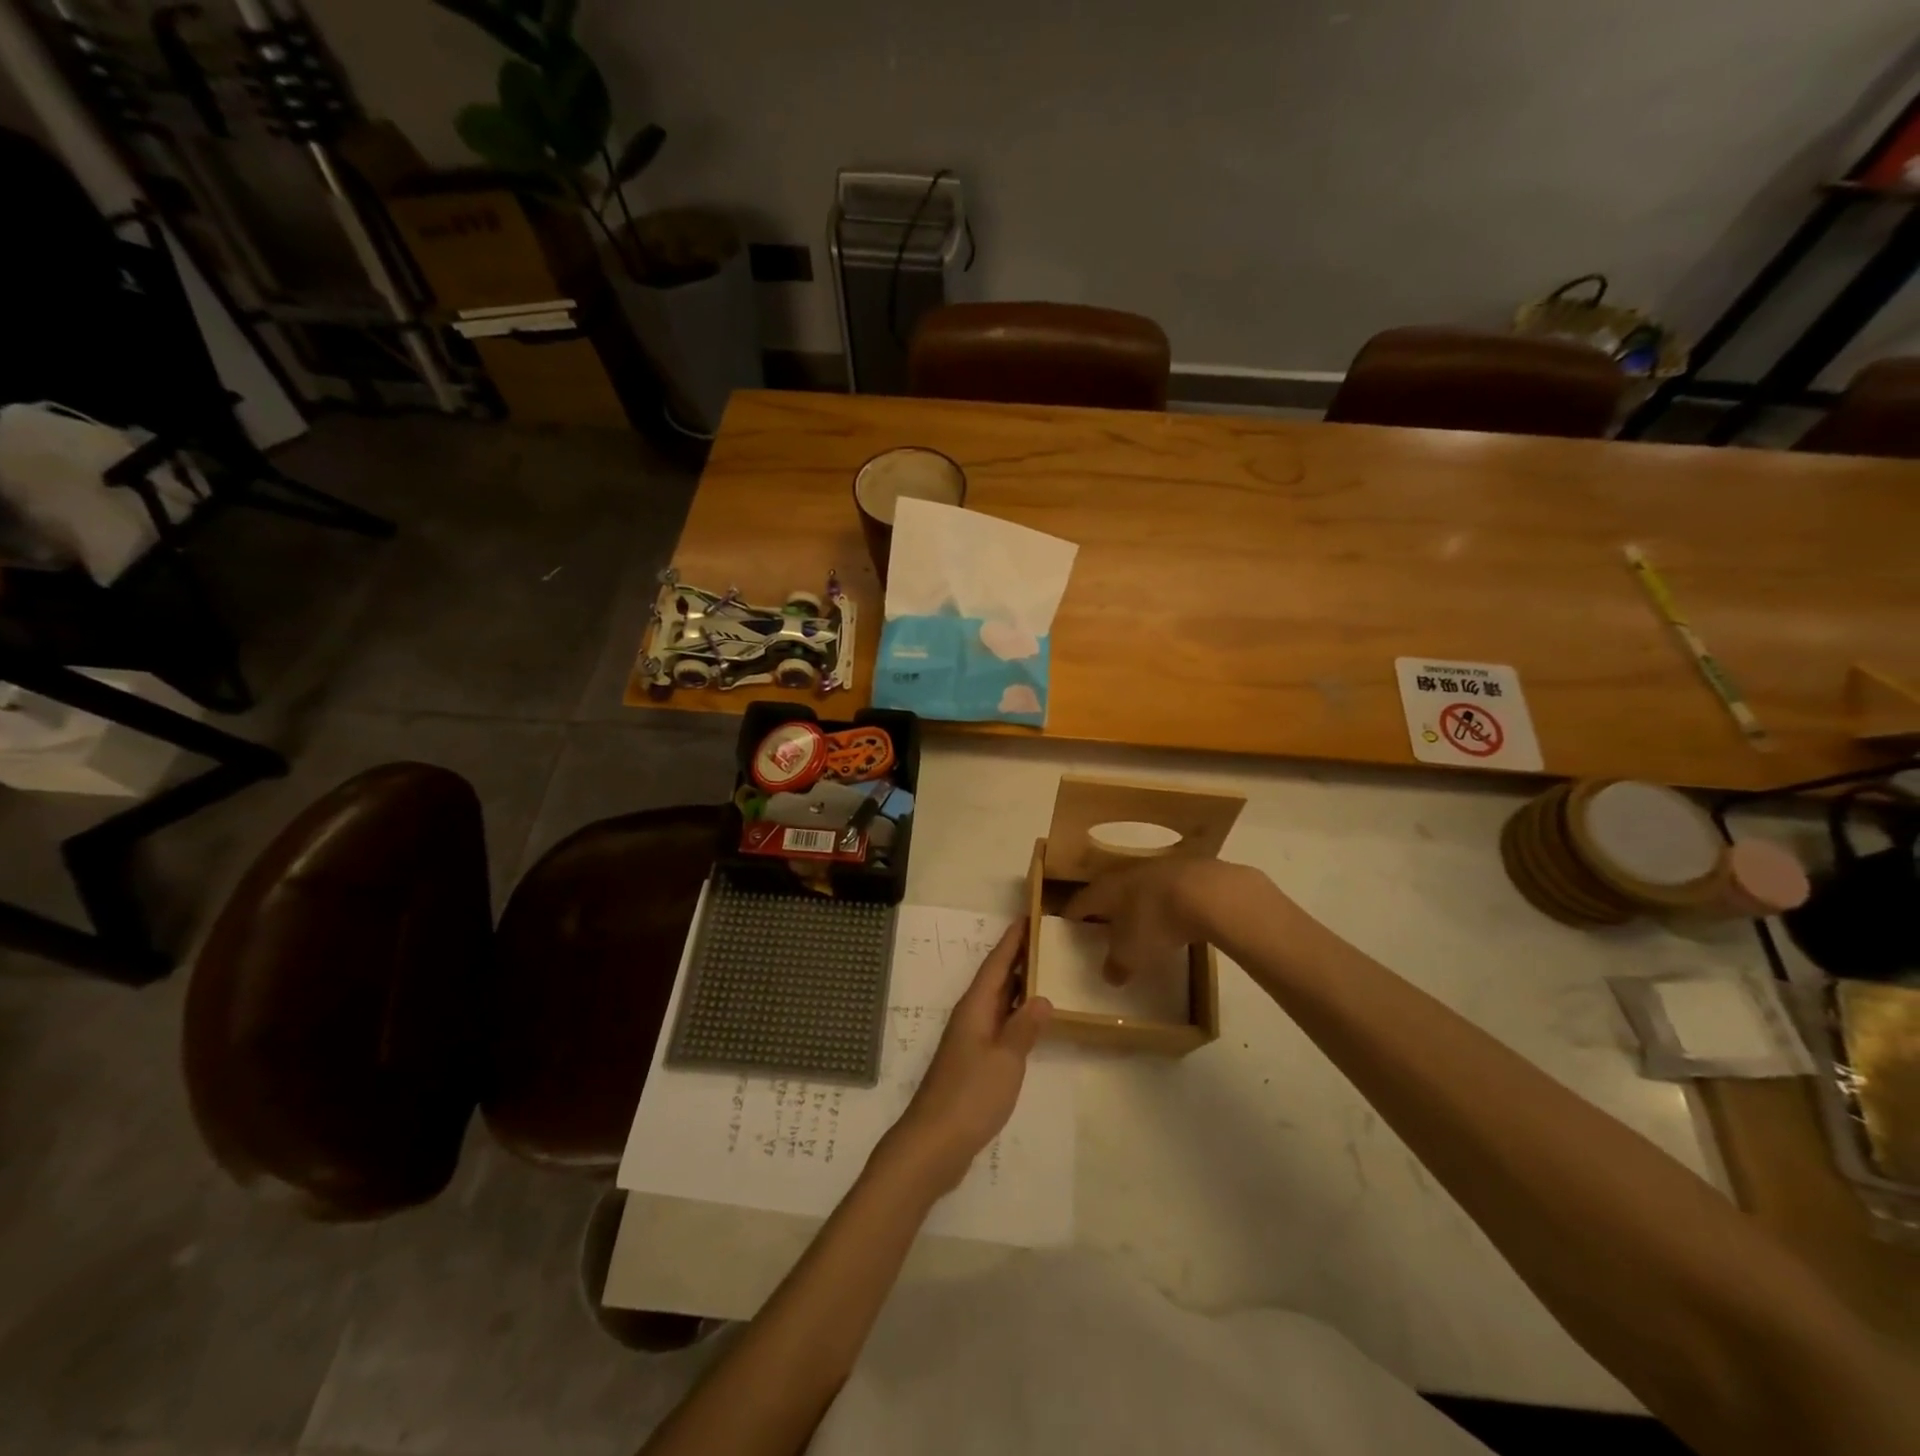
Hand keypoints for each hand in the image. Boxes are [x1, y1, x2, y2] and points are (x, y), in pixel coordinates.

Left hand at [885, 921, 1051, 1192]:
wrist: (934, 1143)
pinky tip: (1030, 1021)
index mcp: (975, 1008)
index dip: (1012, 940)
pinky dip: (1015, 1014)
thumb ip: (1023, 1028)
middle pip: (995, 978)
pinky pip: (998, 1024)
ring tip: (1044, 970)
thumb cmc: (970, 1095)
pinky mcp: (972, 1062)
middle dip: (1017, 957)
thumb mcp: (1005, 1060)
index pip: (996, 964)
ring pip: (997, 1001)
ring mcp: (970, 1040)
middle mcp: (970, 1017)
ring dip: (1017, 985)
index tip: (1028, 916)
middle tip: (1044, 938)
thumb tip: (1041, 997)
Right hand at [1064, 857, 1271, 983]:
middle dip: (1105, 908)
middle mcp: (1125, 874)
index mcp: (1104, 890)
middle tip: (1104, 927)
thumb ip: (1117, 964)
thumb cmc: (1155, 922)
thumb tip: (1110, 975)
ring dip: (1137, 904)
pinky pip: (1167, 890)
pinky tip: (1174, 917)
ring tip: (1140, 924)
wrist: (1207, 892)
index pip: (1079, 902)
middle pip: (1109, 892)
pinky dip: (1165, 903)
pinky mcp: (1187, 871)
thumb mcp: (1131, 953)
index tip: (1068, 926)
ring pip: (1139, 888)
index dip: (1072, 915)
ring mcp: (1157, 869)